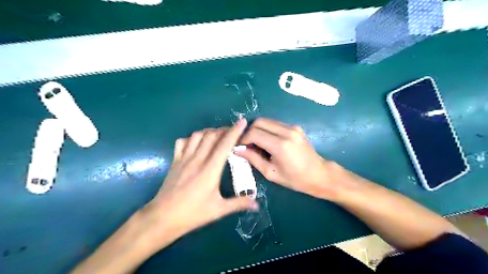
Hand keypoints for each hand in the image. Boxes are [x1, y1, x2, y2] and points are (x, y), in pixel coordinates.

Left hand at [144, 118, 258, 244]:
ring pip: (197, 135)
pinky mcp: (175, 161)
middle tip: (233, 131)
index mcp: (210, 169)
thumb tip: (257, 204)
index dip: (235, 131)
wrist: (163, 217)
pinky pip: (183, 142)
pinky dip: (192, 138)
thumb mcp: (218, 210)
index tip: (242, 121)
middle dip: (224, 129)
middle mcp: (197, 159)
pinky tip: (197, 143)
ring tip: (217, 135)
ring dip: (209, 131)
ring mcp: (184, 158)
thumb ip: (239, 204)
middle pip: (212, 135)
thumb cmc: (193, 214)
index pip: (224, 145)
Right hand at [235, 118, 340, 199]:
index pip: (254, 133)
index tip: (240, 146)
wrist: (319, 174)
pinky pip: (275, 124)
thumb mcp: (271, 173)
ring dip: (258, 130)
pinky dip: (267, 130)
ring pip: (267, 121)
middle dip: (249, 131)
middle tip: (247, 144)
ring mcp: (293, 127)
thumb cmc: (295, 179)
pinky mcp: (295, 127)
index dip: (243, 138)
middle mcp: (287, 131)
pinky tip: (268, 142)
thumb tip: (238, 149)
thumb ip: (253, 159)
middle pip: (259, 122)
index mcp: (280, 145)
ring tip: (257, 144)